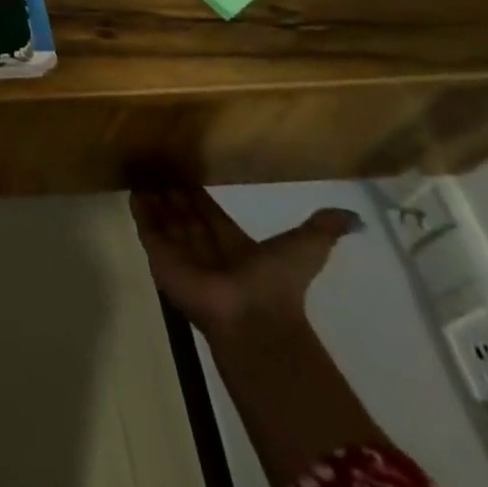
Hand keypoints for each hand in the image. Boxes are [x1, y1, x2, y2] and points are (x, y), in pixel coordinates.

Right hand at [131, 188, 360, 336]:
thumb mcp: (306, 248)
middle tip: (158, 166)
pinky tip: (133, 191)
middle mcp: (206, 250)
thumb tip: (354, 217)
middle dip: (174, 195)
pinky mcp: (161, 260)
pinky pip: (148, 231)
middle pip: (186, 216)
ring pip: (166, 221)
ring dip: (156, 200)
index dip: (200, 196)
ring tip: (141, 173)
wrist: (252, 320)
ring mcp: (182, 256)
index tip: (186, 173)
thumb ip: (321, 230)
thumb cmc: (277, 284)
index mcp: (235, 246)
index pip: (211, 215)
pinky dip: (141, 212)